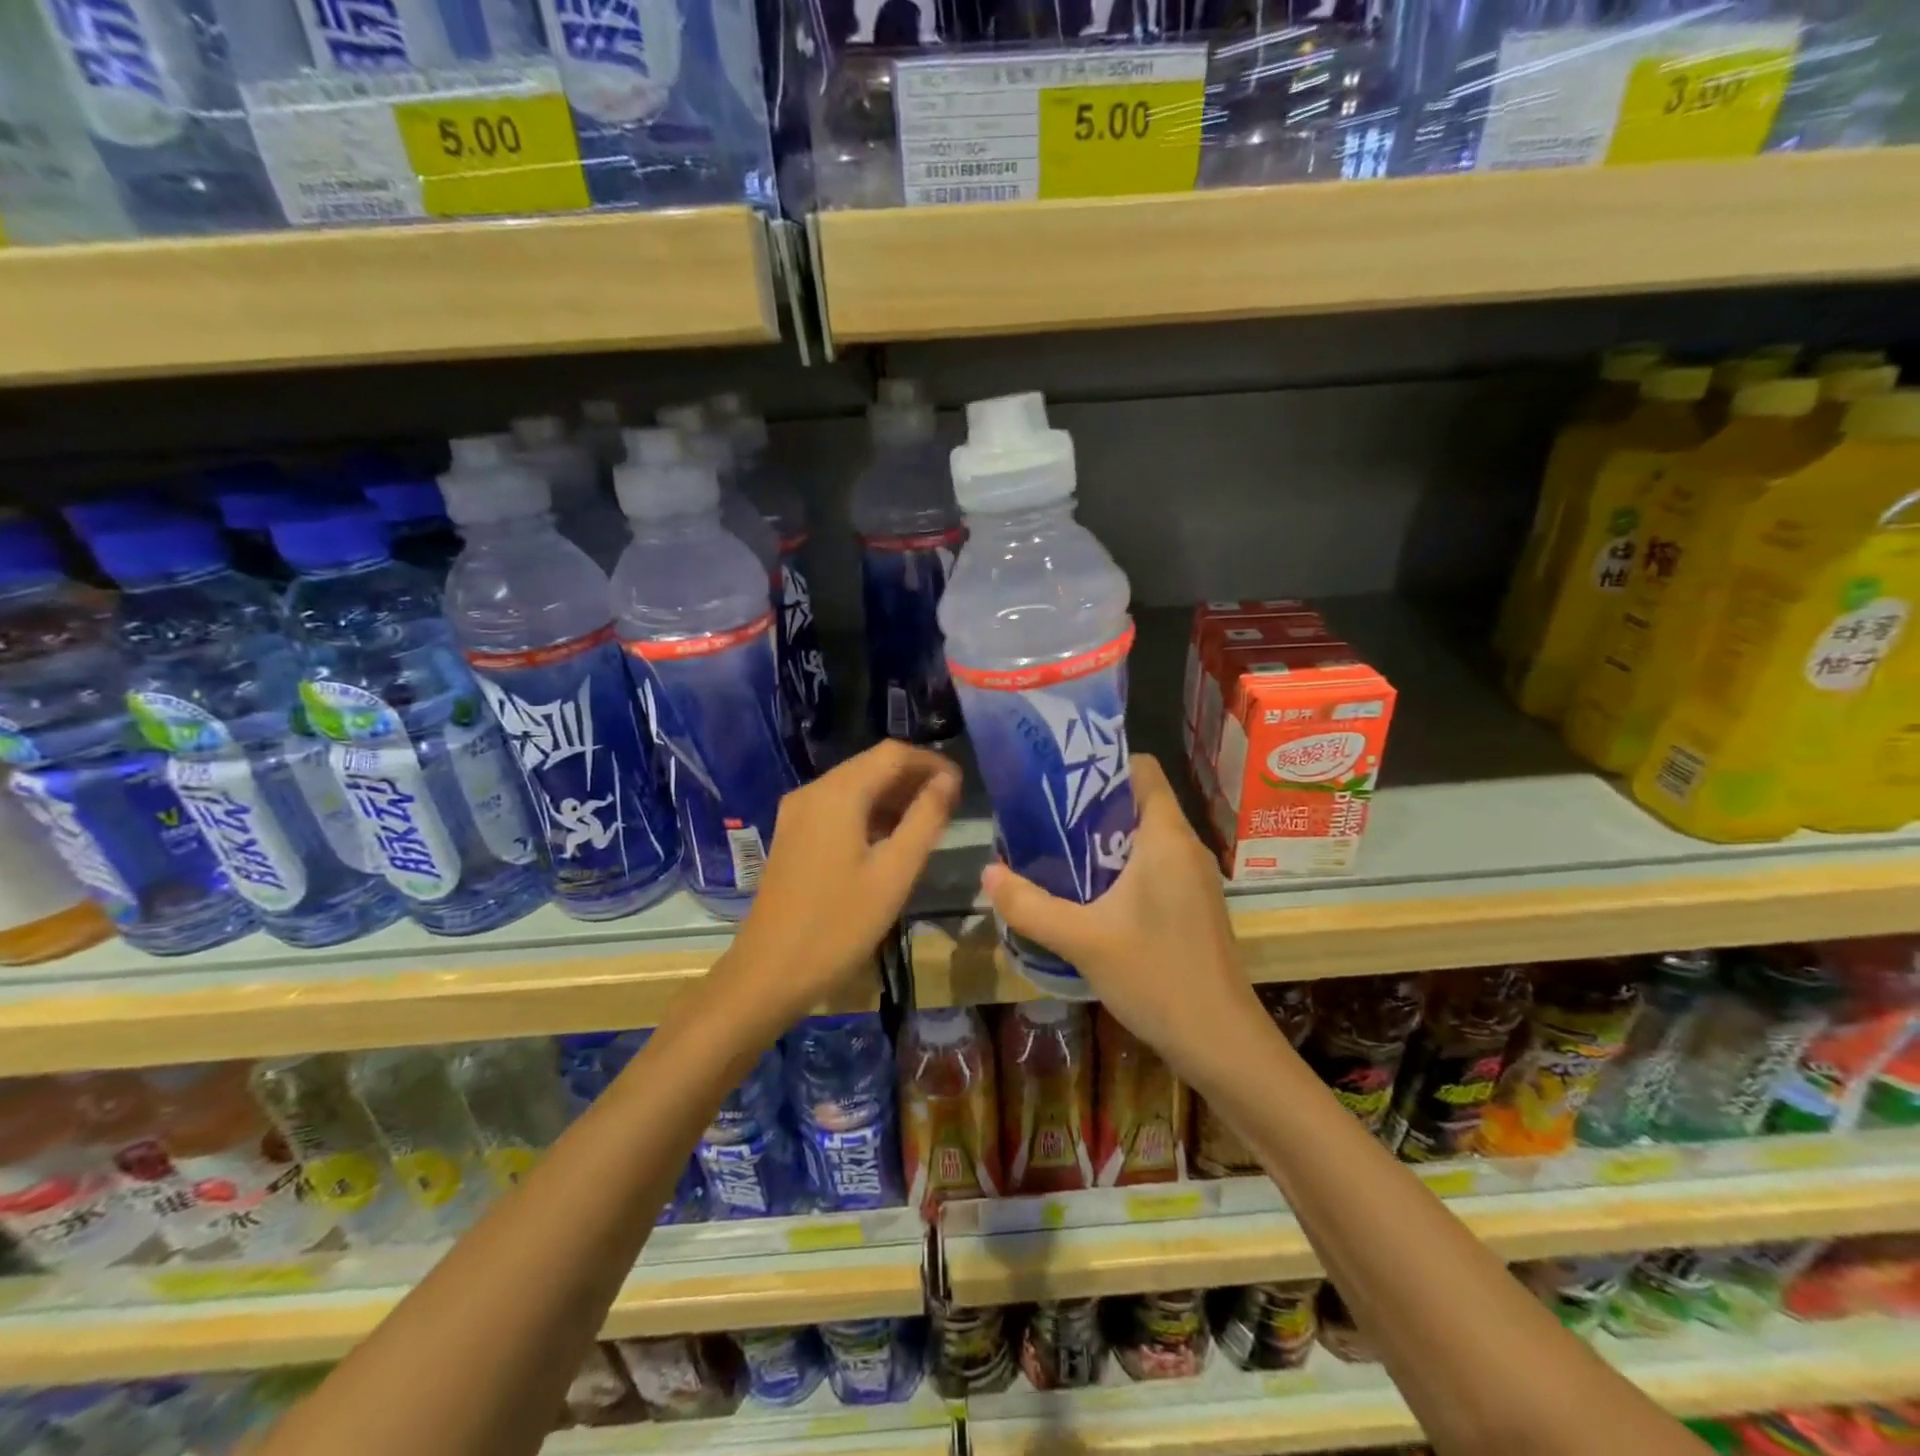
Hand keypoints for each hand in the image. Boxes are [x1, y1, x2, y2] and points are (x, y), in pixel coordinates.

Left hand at [719, 741, 961, 1030]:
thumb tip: (948, 780)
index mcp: (838, 794)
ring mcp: (797, 813)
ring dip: (892, 795)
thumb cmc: (839, 925)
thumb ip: (925, 819)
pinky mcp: (792, 834)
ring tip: (927, 821)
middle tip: (950, 804)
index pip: (893, 753)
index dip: (931, 762)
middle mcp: (813, 791)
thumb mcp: (894, 873)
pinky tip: (889, 839)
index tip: (961, 786)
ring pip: (854, 785)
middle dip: (913, 777)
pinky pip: (837, 806)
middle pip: (871, 764)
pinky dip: (869, 812)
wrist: (768, 972)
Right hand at [980, 754, 1256, 1080]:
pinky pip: (1152, 866)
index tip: (1058, 778)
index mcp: (1166, 837)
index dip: (1102, 764)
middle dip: (1089, 805)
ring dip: (1101, 841)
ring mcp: (1193, 878)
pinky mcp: (1192, 905)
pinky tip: (1086, 894)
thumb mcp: (1083, 940)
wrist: (1222, 1043)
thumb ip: (1030, 905)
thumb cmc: (1157, 977)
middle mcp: (1185, 847)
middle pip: (1137, 801)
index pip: (1142, 769)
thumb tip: (987, 873)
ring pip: (1143, 837)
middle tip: (1041, 817)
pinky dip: (1119, 868)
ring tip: (1054, 852)